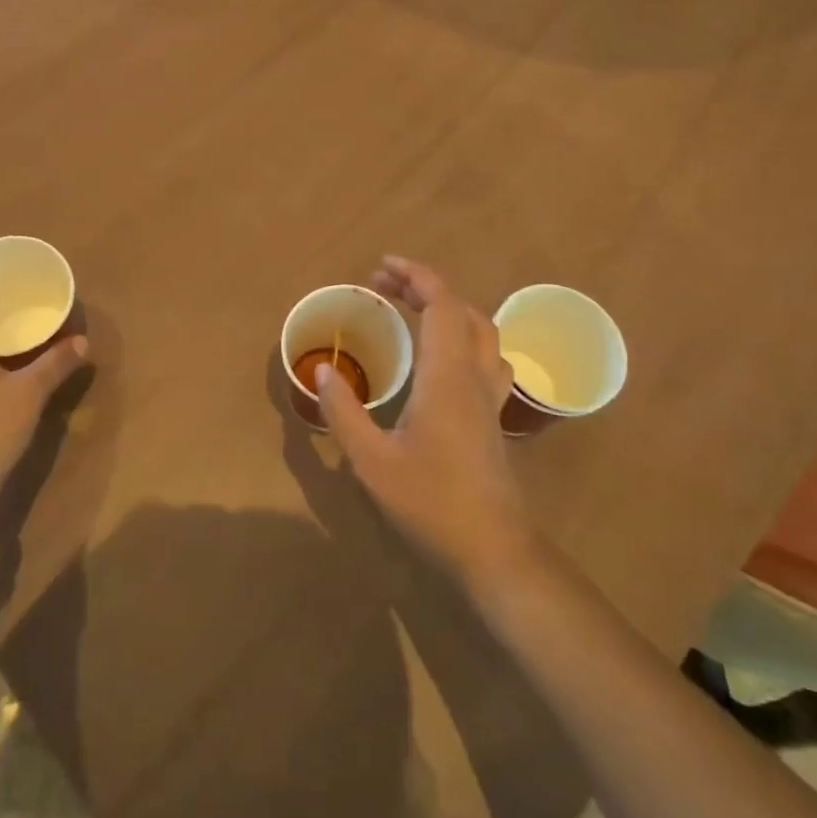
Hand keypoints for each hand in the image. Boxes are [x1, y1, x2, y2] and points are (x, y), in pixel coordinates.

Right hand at [317, 257, 537, 582]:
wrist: (494, 549)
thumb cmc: (431, 502)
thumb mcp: (371, 461)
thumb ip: (344, 412)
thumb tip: (322, 370)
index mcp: (446, 375)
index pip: (441, 304)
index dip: (415, 275)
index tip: (382, 267)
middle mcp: (473, 375)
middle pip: (461, 310)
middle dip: (424, 287)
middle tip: (384, 287)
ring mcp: (490, 396)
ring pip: (481, 331)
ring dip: (448, 310)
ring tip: (412, 312)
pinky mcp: (493, 416)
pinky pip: (486, 356)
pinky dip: (462, 337)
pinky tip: (442, 359)